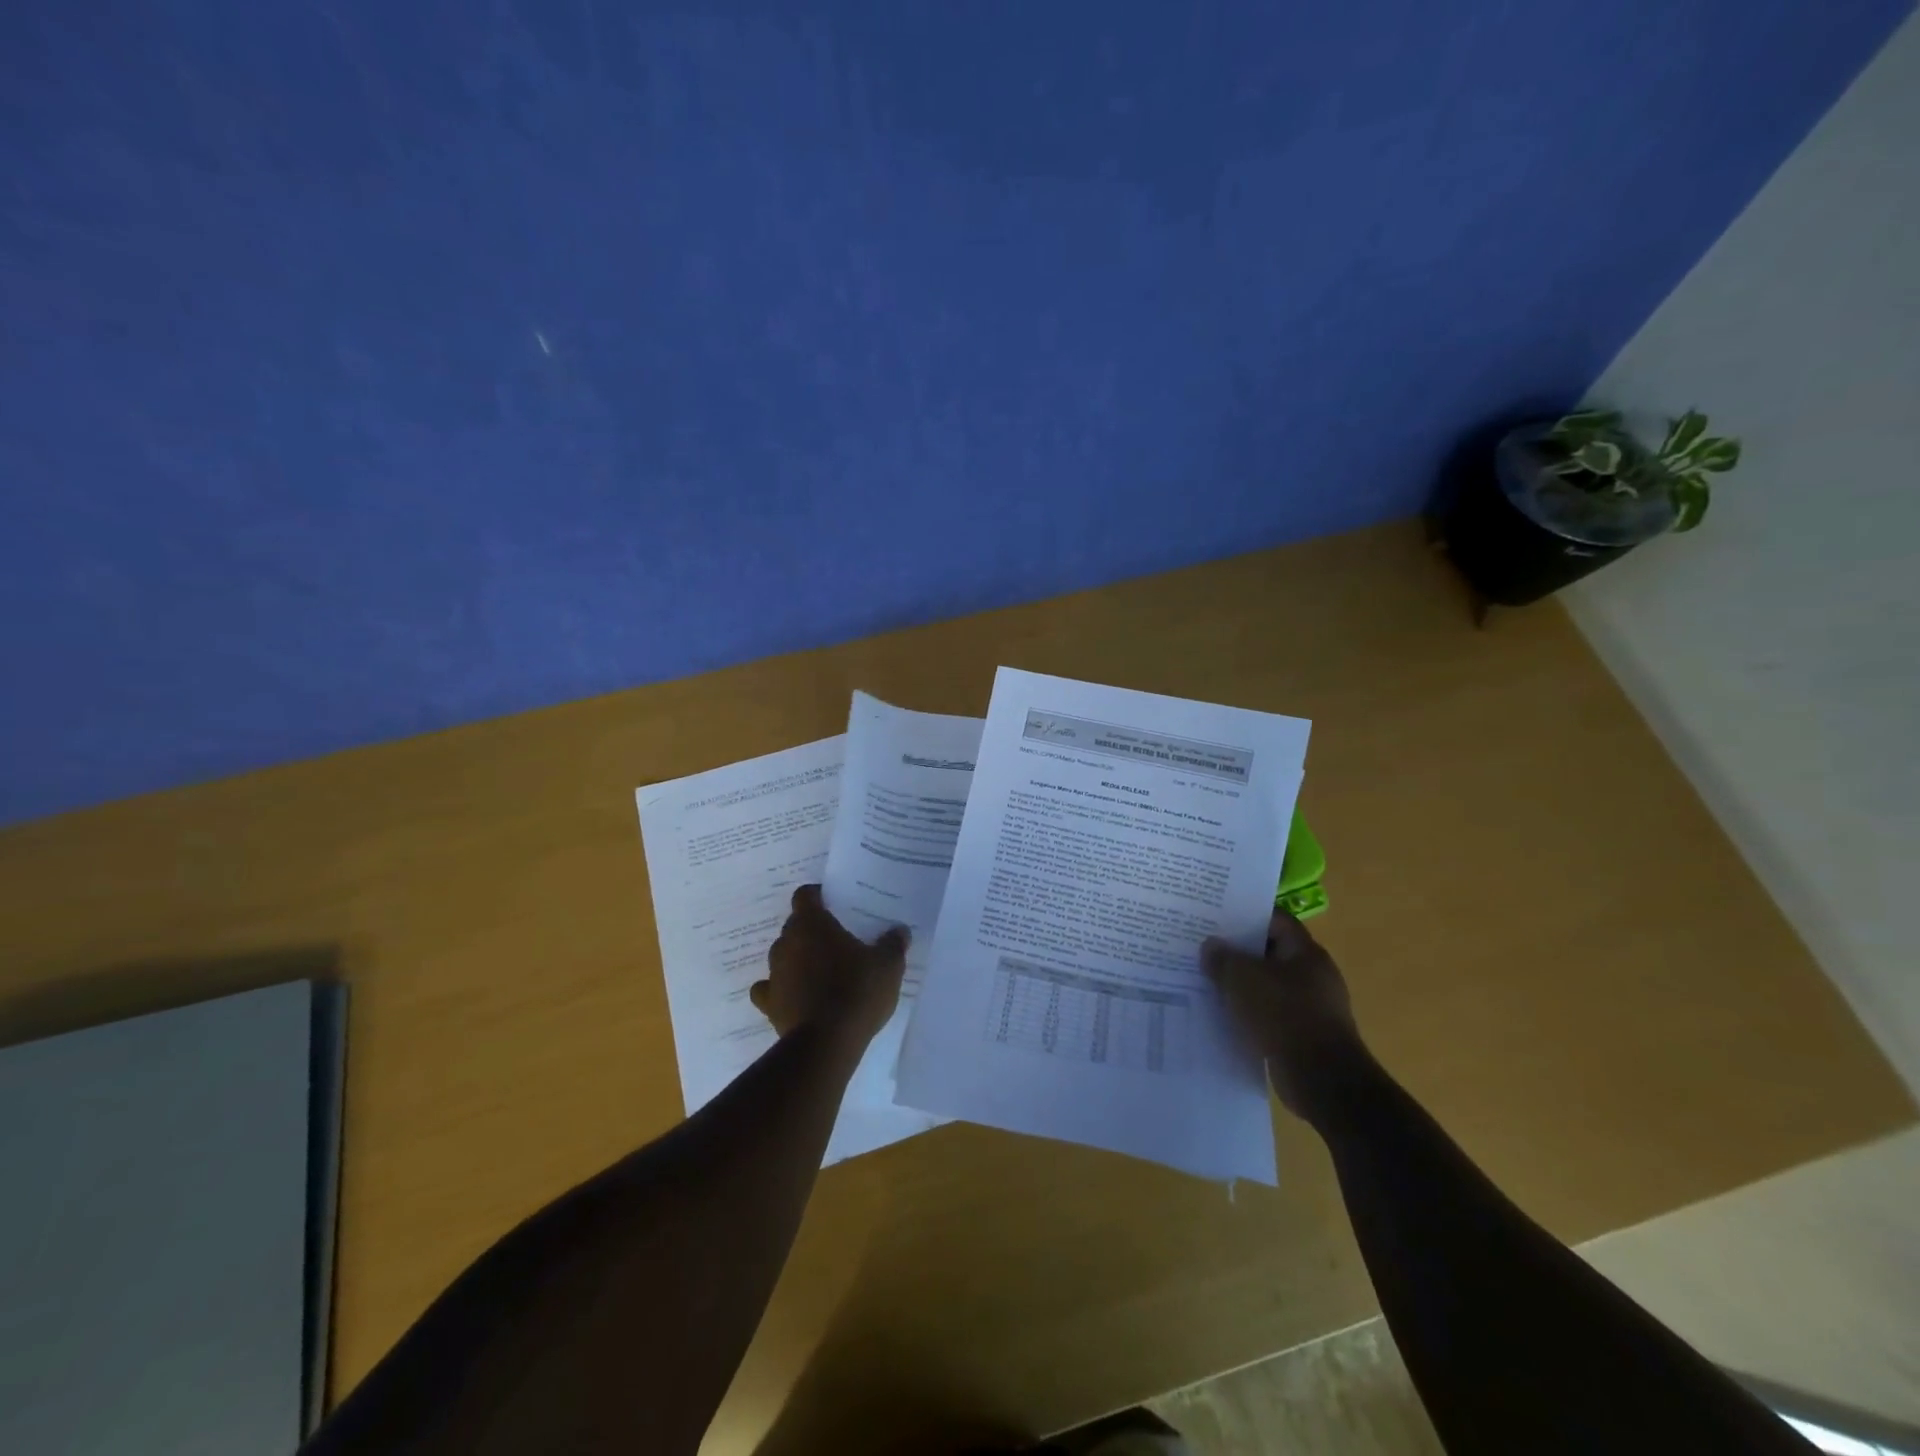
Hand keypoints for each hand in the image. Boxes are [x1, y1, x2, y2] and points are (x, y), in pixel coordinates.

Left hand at [750, 885, 907, 1046]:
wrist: (827, 1043)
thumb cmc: (857, 991)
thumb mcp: (888, 965)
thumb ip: (893, 943)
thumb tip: (899, 930)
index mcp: (811, 924)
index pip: (805, 895)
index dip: (818, 896)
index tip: (835, 904)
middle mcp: (786, 943)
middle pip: (794, 926)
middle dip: (812, 930)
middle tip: (838, 940)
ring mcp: (774, 974)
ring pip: (783, 956)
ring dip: (798, 959)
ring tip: (821, 971)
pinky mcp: (769, 1004)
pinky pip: (769, 989)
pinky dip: (780, 989)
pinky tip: (796, 996)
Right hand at [1203, 910, 1366, 1126]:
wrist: (1322, 1081)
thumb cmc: (1284, 1015)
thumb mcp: (1243, 979)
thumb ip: (1223, 958)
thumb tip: (1210, 946)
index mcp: (1306, 952)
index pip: (1275, 920)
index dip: (1246, 915)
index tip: (1216, 915)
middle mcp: (1313, 975)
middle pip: (1270, 952)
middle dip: (1238, 951)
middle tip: (1204, 947)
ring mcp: (1311, 1007)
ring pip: (1268, 985)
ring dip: (1242, 985)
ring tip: (1207, 980)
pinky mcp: (1304, 1036)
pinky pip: (1270, 1014)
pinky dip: (1250, 1013)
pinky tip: (1224, 1014)